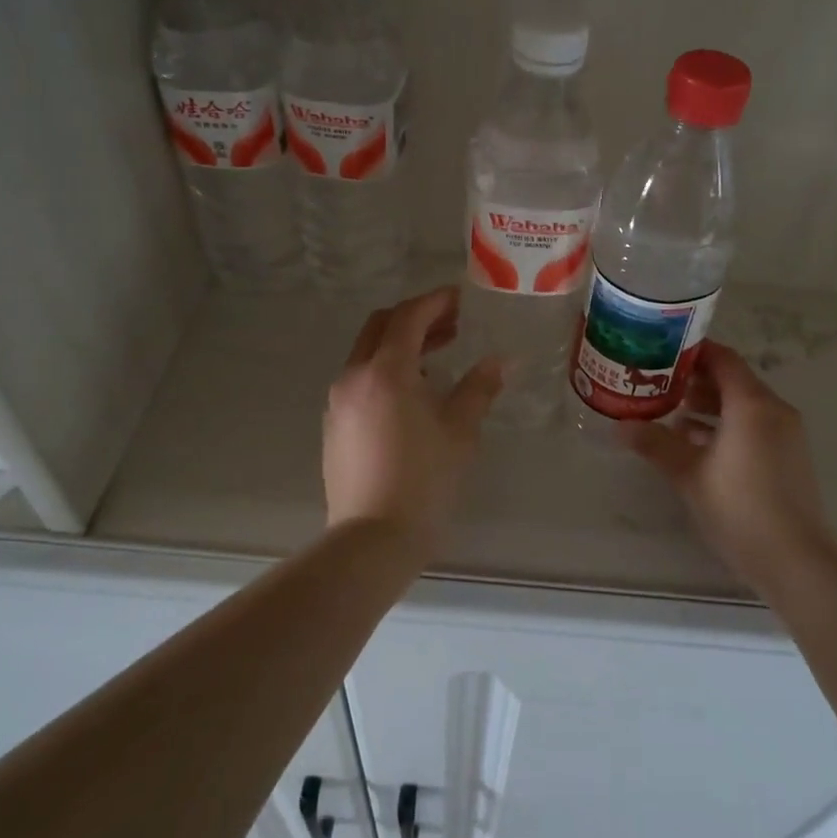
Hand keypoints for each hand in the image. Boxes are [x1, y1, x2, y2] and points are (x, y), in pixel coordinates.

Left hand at [322, 287, 503, 554]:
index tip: (461, 299)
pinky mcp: (334, 425)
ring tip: (439, 356)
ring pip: (368, 353)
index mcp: (386, 371)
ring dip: (400, 344)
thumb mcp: (460, 430)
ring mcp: (339, 401)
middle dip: (416, 318)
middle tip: (452, 323)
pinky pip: (361, 379)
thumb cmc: (424, 480)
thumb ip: (480, 387)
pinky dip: (386, 369)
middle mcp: (355, 376)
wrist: (372, 539)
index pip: (408, 317)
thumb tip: (502, 360)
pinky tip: (414, 392)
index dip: (436, 302)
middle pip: (381, 326)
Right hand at [621, 343, 836, 593]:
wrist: (797, 562)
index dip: (692, 352)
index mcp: (752, 404)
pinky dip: (727, 426)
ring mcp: (786, 435)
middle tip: (658, 383)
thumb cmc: (740, 509)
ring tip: (672, 413)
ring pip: (743, 405)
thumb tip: (620, 426)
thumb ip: (655, 444)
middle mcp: (774, 410)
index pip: (722, 359)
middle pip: (733, 380)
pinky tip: (697, 444)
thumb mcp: (689, 475)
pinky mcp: (789, 457)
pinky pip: (754, 426)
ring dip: (710, 405)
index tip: (660, 352)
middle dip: (696, 380)